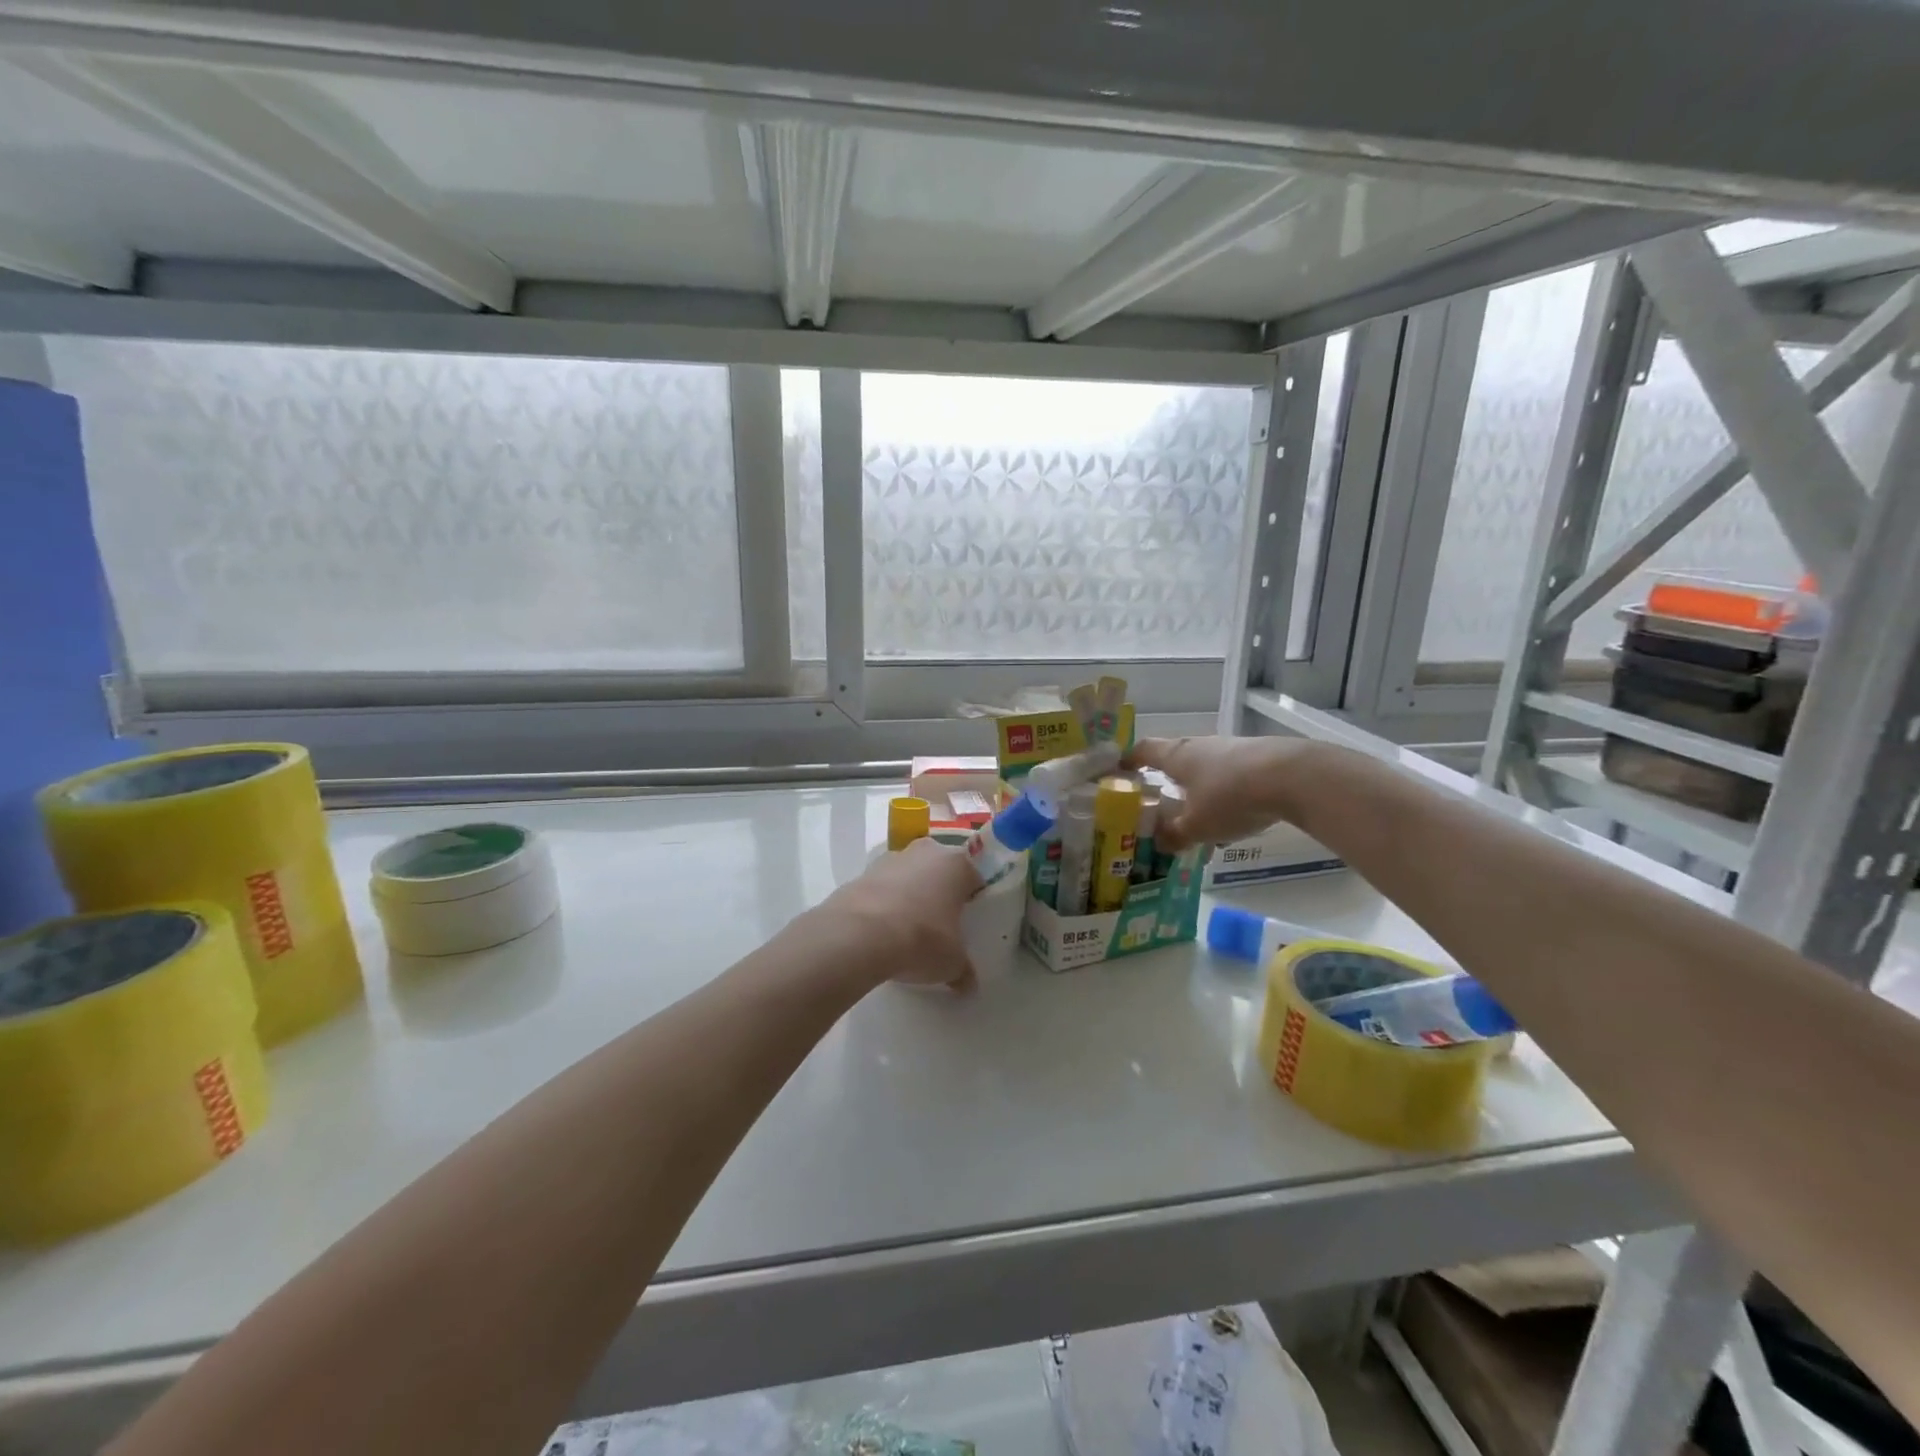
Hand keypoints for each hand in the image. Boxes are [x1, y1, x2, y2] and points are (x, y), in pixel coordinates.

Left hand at [815, 838, 981, 992]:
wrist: (859, 935)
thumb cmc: (922, 939)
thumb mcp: (952, 963)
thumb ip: (964, 970)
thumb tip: (968, 984)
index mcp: (957, 865)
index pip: (974, 879)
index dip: (972, 901)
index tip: (967, 923)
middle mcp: (926, 852)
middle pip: (939, 871)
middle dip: (939, 893)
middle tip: (939, 925)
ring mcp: (891, 859)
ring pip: (908, 875)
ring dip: (909, 895)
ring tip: (906, 930)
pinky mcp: (862, 872)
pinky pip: (882, 887)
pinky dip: (884, 903)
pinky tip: (881, 930)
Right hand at [1128, 736, 1311, 852]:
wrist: (1295, 777)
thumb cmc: (1231, 797)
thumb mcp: (1197, 826)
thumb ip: (1174, 835)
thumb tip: (1159, 843)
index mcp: (1176, 756)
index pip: (1143, 750)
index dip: (1128, 760)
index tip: (1118, 772)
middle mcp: (1199, 746)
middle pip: (1174, 758)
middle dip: (1165, 780)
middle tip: (1158, 803)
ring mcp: (1230, 749)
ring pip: (1203, 770)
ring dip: (1196, 790)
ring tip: (1197, 819)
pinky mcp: (1257, 758)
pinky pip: (1229, 777)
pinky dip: (1223, 795)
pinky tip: (1232, 819)